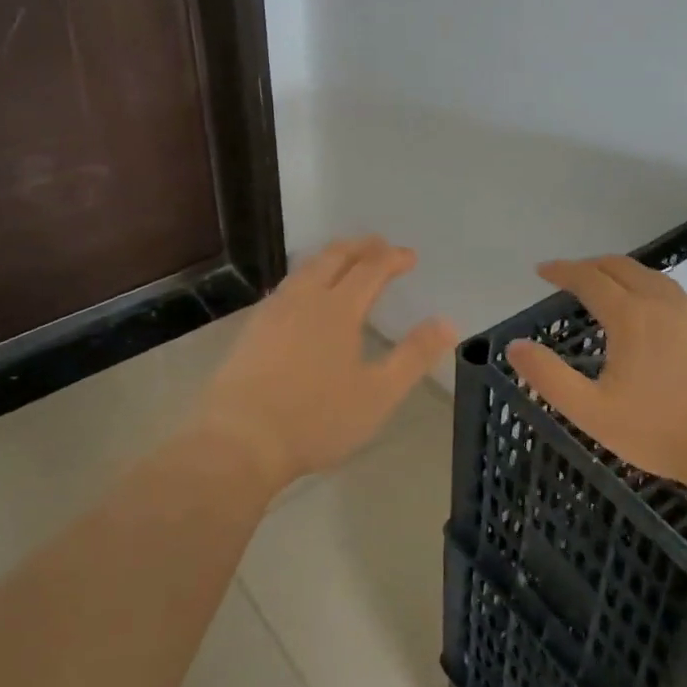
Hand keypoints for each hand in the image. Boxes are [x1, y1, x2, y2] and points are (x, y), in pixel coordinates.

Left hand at [193, 236, 455, 491]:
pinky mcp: (251, 330)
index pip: (371, 269)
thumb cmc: (316, 419)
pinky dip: (306, 277)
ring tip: (344, 260)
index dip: (392, 258)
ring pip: (305, 269)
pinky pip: (286, 287)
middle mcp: (305, 299)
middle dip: (360, 247)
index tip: (410, 256)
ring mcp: (273, 312)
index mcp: (339, 309)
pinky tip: (303, 296)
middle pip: (334, 257)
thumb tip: (448, 322)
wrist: (238, 442)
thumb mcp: (378, 393)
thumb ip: (413, 355)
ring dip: (330, 257)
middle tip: (378, 244)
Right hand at [507, 256, 686, 488]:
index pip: (589, 278)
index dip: (562, 270)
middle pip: (622, 267)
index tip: (542, 270)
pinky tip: (655, 317)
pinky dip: (653, 292)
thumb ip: (549, 377)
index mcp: (631, 316)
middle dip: (591, 265)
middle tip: (572, 275)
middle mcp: (663, 302)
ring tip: (610, 288)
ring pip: (654, 278)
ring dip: (624, 275)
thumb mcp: (593, 412)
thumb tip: (514, 346)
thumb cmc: (662, 431)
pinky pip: (677, 297)